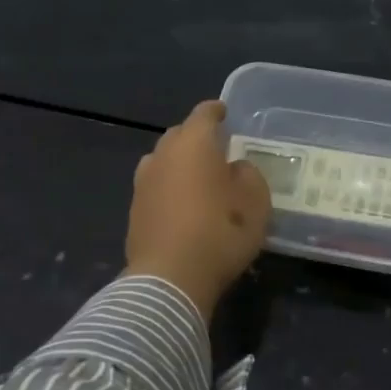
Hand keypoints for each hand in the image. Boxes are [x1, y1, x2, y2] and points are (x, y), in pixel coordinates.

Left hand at [125, 100, 270, 317]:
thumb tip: (235, 168)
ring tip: (197, 177)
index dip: (216, 111)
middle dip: (196, 137)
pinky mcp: (135, 210)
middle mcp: (163, 155)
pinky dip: (169, 188)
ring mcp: (143, 183)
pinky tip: (182, 205)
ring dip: (179, 163)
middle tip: (216, 149)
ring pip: (163, 160)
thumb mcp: (255, 203)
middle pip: (179, 135)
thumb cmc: (220, 233)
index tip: (225, 113)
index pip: (204, 114)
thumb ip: (249, 176)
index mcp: (193, 144)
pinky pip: (155, 187)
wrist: (170, 278)